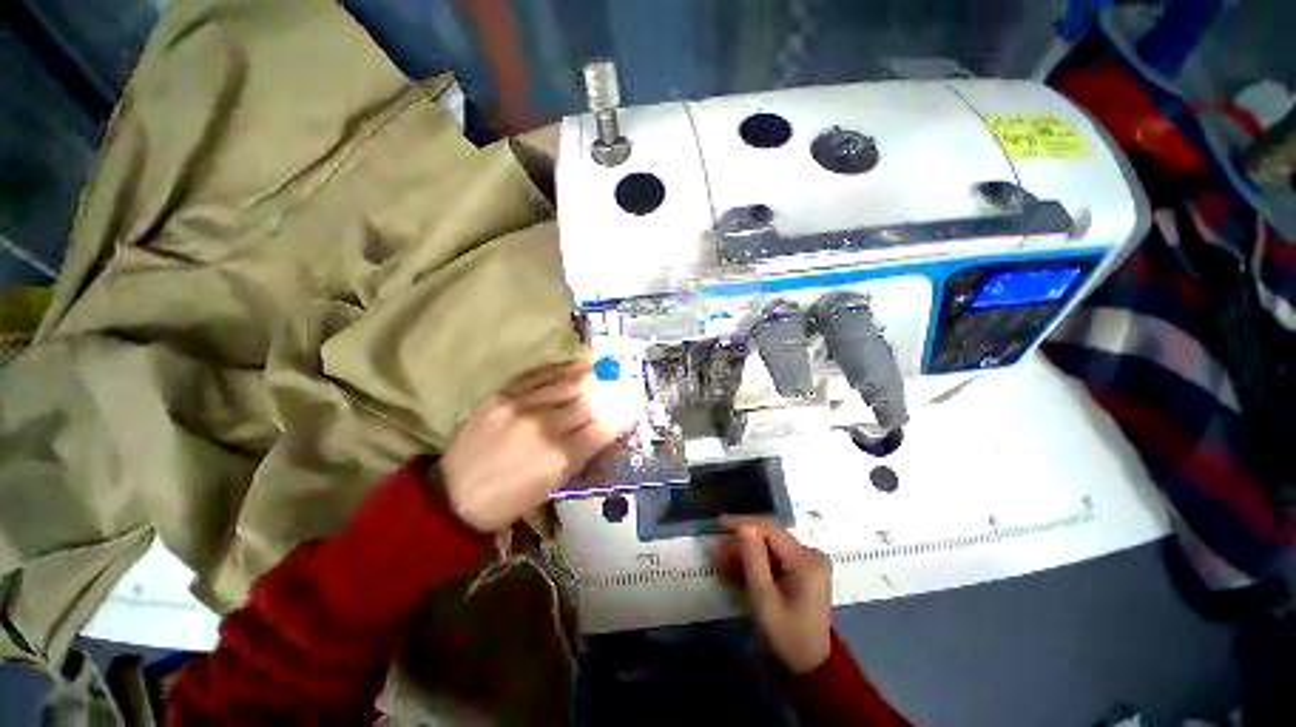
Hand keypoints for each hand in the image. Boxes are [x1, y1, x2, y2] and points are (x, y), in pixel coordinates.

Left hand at [440, 363, 629, 531]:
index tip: (631, 408)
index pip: (601, 429)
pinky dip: (560, 370)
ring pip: (566, 384)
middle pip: (587, 402)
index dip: (621, 417)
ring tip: (602, 369)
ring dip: (588, 376)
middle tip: (620, 385)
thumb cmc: (509, 501)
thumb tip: (603, 430)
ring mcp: (522, 407)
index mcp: (559, 457)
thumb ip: (580, 455)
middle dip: (608, 393)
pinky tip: (572, 366)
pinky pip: (538, 376)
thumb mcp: (552, 486)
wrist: (453, 496)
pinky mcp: (503, 397)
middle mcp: (545, 426)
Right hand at [715, 517, 832, 673]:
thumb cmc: (787, 636)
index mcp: (805, 559)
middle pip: (770, 535)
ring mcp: (808, 561)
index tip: (718, 523)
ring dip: (746, 551)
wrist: (811, 666)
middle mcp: (809, 553)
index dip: (742, 523)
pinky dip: (757, 561)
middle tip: (717, 548)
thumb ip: (754, 560)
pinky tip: (738, 567)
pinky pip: (775, 556)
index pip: (769, 529)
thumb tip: (743, 526)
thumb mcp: (764, 599)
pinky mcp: (803, 569)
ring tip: (723, 558)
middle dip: (742, 540)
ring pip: (770, 545)